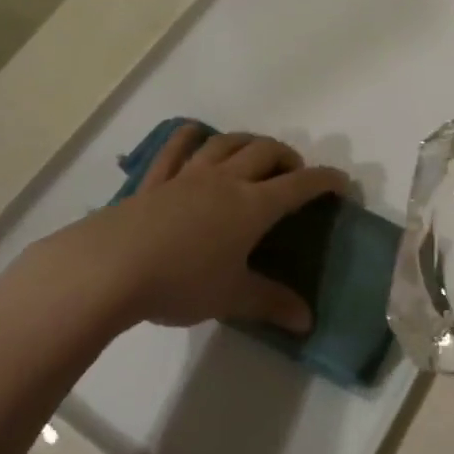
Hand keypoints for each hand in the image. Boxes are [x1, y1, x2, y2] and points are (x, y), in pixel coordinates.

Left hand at [21, 127, 346, 336]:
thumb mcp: (231, 297)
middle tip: (294, 173)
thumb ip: (271, 304)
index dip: (325, 180)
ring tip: (255, 151)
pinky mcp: (156, 180)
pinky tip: (194, 133)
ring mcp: (188, 175)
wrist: (112, 267)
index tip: (341, 182)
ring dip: (248, 141)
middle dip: (287, 157)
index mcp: (252, 205)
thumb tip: (307, 321)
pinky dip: (189, 136)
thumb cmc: (181, 281)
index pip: (299, 185)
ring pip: (226, 143)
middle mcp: (226, 180)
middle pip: (265, 152)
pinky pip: (176, 148)